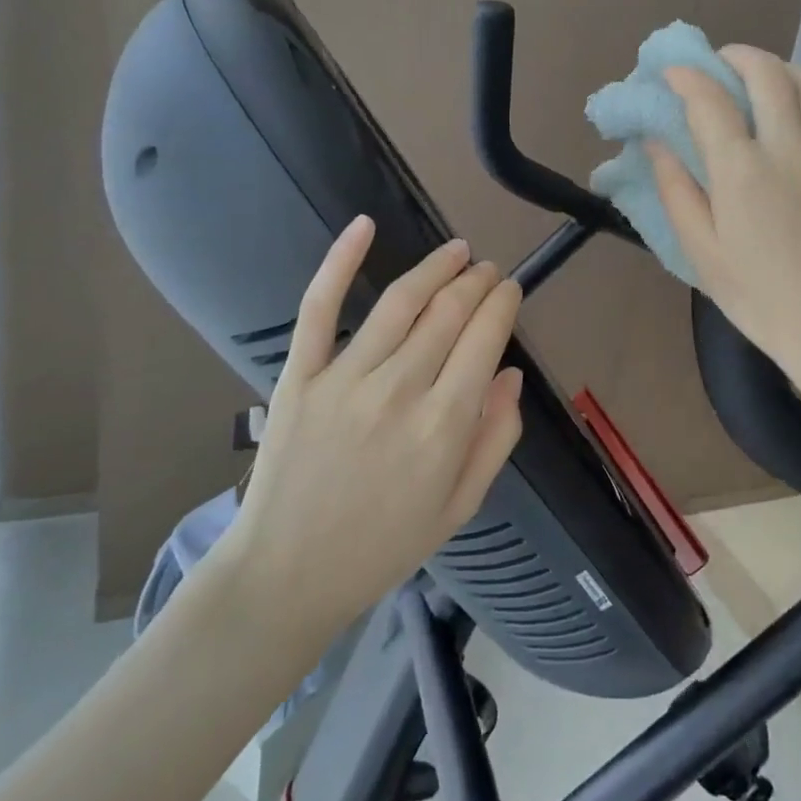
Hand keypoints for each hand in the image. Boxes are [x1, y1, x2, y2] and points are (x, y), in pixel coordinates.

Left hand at [220, 217, 524, 631]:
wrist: (287, 575)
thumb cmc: (383, 546)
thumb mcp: (460, 506)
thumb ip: (495, 438)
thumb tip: (512, 374)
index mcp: (445, 426)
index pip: (486, 338)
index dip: (503, 303)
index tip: (510, 290)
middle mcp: (400, 391)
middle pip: (449, 312)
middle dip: (477, 281)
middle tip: (488, 270)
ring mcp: (345, 378)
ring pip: (400, 301)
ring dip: (436, 267)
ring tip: (457, 251)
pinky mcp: (300, 375)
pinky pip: (320, 307)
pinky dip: (340, 260)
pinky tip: (365, 225)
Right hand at [649, 48, 800, 407]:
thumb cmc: (759, 298)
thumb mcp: (701, 253)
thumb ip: (676, 191)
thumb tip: (656, 144)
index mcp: (742, 174)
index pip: (710, 102)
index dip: (686, 77)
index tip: (669, 72)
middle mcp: (788, 150)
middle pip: (766, 75)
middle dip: (735, 57)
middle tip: (714, 64)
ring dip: (778, 66)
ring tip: (756, 75)